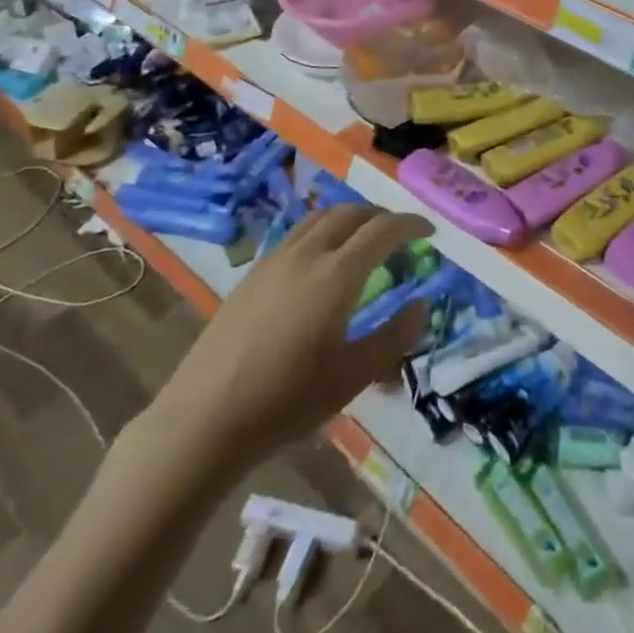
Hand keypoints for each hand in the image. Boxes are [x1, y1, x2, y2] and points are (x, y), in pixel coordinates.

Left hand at [148, 205, 433, 477]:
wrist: (204, 420)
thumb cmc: (287, 401)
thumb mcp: (353, 376)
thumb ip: (395, 337)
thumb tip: (421, 305)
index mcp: (338, 273)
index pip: (383, 229)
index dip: (410, 224)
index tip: (429, 231)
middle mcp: (308, 253)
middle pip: (351, 213)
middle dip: (381, 217)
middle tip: (399, 236)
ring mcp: (275, 259)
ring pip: (321, 217)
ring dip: (350, 218)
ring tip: (363, 240)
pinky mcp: (252, 273)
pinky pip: (297, 233)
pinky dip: (323, 231)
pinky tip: (321, 261)